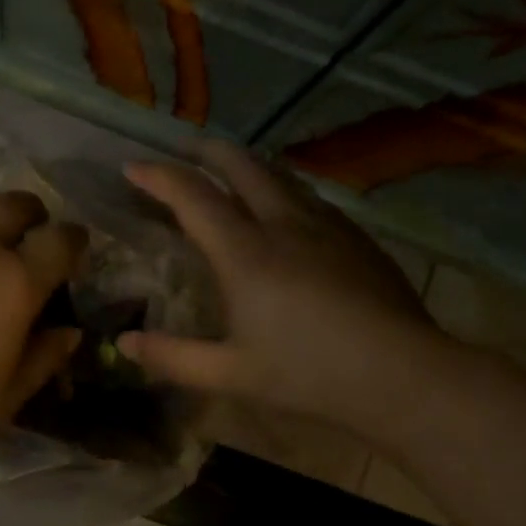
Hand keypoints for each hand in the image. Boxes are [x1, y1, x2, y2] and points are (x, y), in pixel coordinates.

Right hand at [119, 143, 435, 431]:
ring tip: (232, 171)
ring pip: (280, 175)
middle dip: (206, 152)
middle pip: (240, 166)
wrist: (402, 374)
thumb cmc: (309, 374)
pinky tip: (288, 211)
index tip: (132, 167)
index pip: (192, 197)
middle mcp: (284, 224)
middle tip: (183, 151)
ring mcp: (326, 226)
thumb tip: (123, 345)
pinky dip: (283, 189)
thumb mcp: (230, 374)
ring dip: (248, 165)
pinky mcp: (357, 237)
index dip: (158, 177)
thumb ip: (173, 357)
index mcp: (245, 253)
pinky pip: (310, 197)